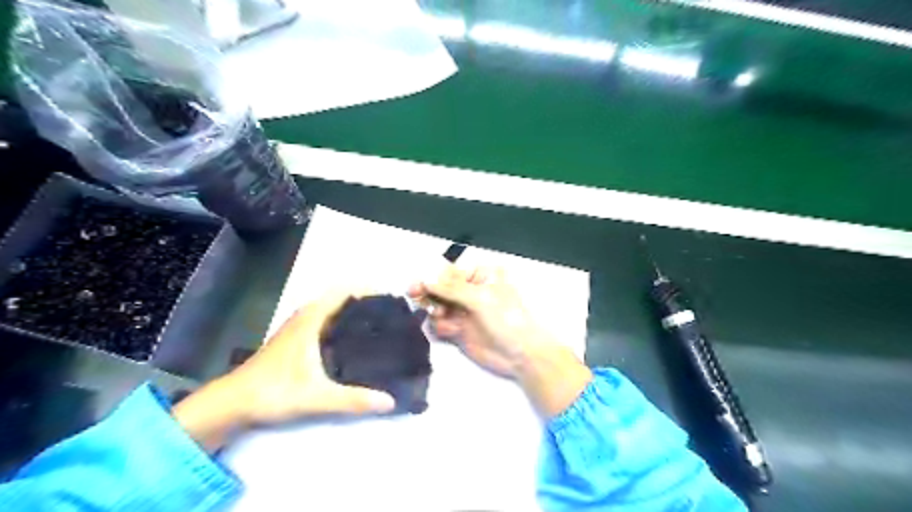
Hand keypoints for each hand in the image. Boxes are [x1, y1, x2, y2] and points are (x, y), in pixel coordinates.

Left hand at [174, 289, 395, 449]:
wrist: (232, 403)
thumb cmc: (273, 392)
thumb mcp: (317, 397)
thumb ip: (353, 400)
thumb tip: (390, 401)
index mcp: (311, 320)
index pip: (343, 292)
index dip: (367, 290)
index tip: (390, 299)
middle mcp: (305, 317)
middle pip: (340, 298)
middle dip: (365, 302)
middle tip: (390, 315)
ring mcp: (298, 327)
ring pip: (331, 310)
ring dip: (352, 312)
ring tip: (377, 326)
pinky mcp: (294, 340)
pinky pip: (325, 321)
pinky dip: (341, 323)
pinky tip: (352, 342)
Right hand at [410, 266, 551, 376]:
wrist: (521, 354)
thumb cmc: (506, 318)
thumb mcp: (481, 299)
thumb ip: (451, 288)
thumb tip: (425, 278)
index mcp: (480, 275)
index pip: (449, 272)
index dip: (431, 277)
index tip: (415, 285)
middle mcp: (469, 290)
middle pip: (439, 288)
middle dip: (428, 293)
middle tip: (415, 297)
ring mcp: (463, 311)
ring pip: (437, 306)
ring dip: (434, 311)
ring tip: (441, 317)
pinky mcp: (459, 330)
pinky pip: (440, 324)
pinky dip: (440, 326)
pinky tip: (450, 331)